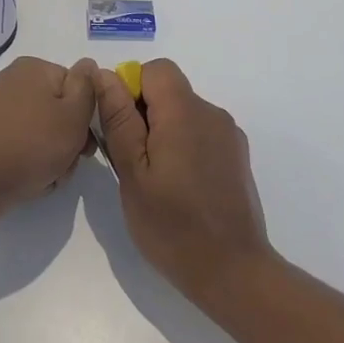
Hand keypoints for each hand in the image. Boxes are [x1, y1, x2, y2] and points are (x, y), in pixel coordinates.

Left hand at [0, 57, 97, 224]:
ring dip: (51, 158)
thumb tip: (89, 65)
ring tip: (46, 178)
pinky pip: (20, 145)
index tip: (85, 143)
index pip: (76, 87)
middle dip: (68, 142)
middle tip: (66, 164)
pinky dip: (29, 163)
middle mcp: (14, 82)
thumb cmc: (28, 146)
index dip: (85, 117)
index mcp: (34, 69)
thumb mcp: (72, 116)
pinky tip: (29, 182)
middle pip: (58, 111)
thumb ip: (87, 88)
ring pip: (42, 133)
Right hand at [93, 59, 271, 306]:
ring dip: (165, 133)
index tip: (123, 129)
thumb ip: (119, 118)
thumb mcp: (132, 172)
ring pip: (184, 113)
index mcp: (184, 111)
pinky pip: (202, 134)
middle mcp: (211, 113)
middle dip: (146, 114)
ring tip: (157, 181)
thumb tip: (105, 75)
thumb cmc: (172, 225)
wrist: (233, 272)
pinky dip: (185, 148)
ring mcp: (229, 135)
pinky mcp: (237, 157)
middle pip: (170, 91)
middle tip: (134, 162)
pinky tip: (181, 189)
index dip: (133, 89)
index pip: (155, 70)